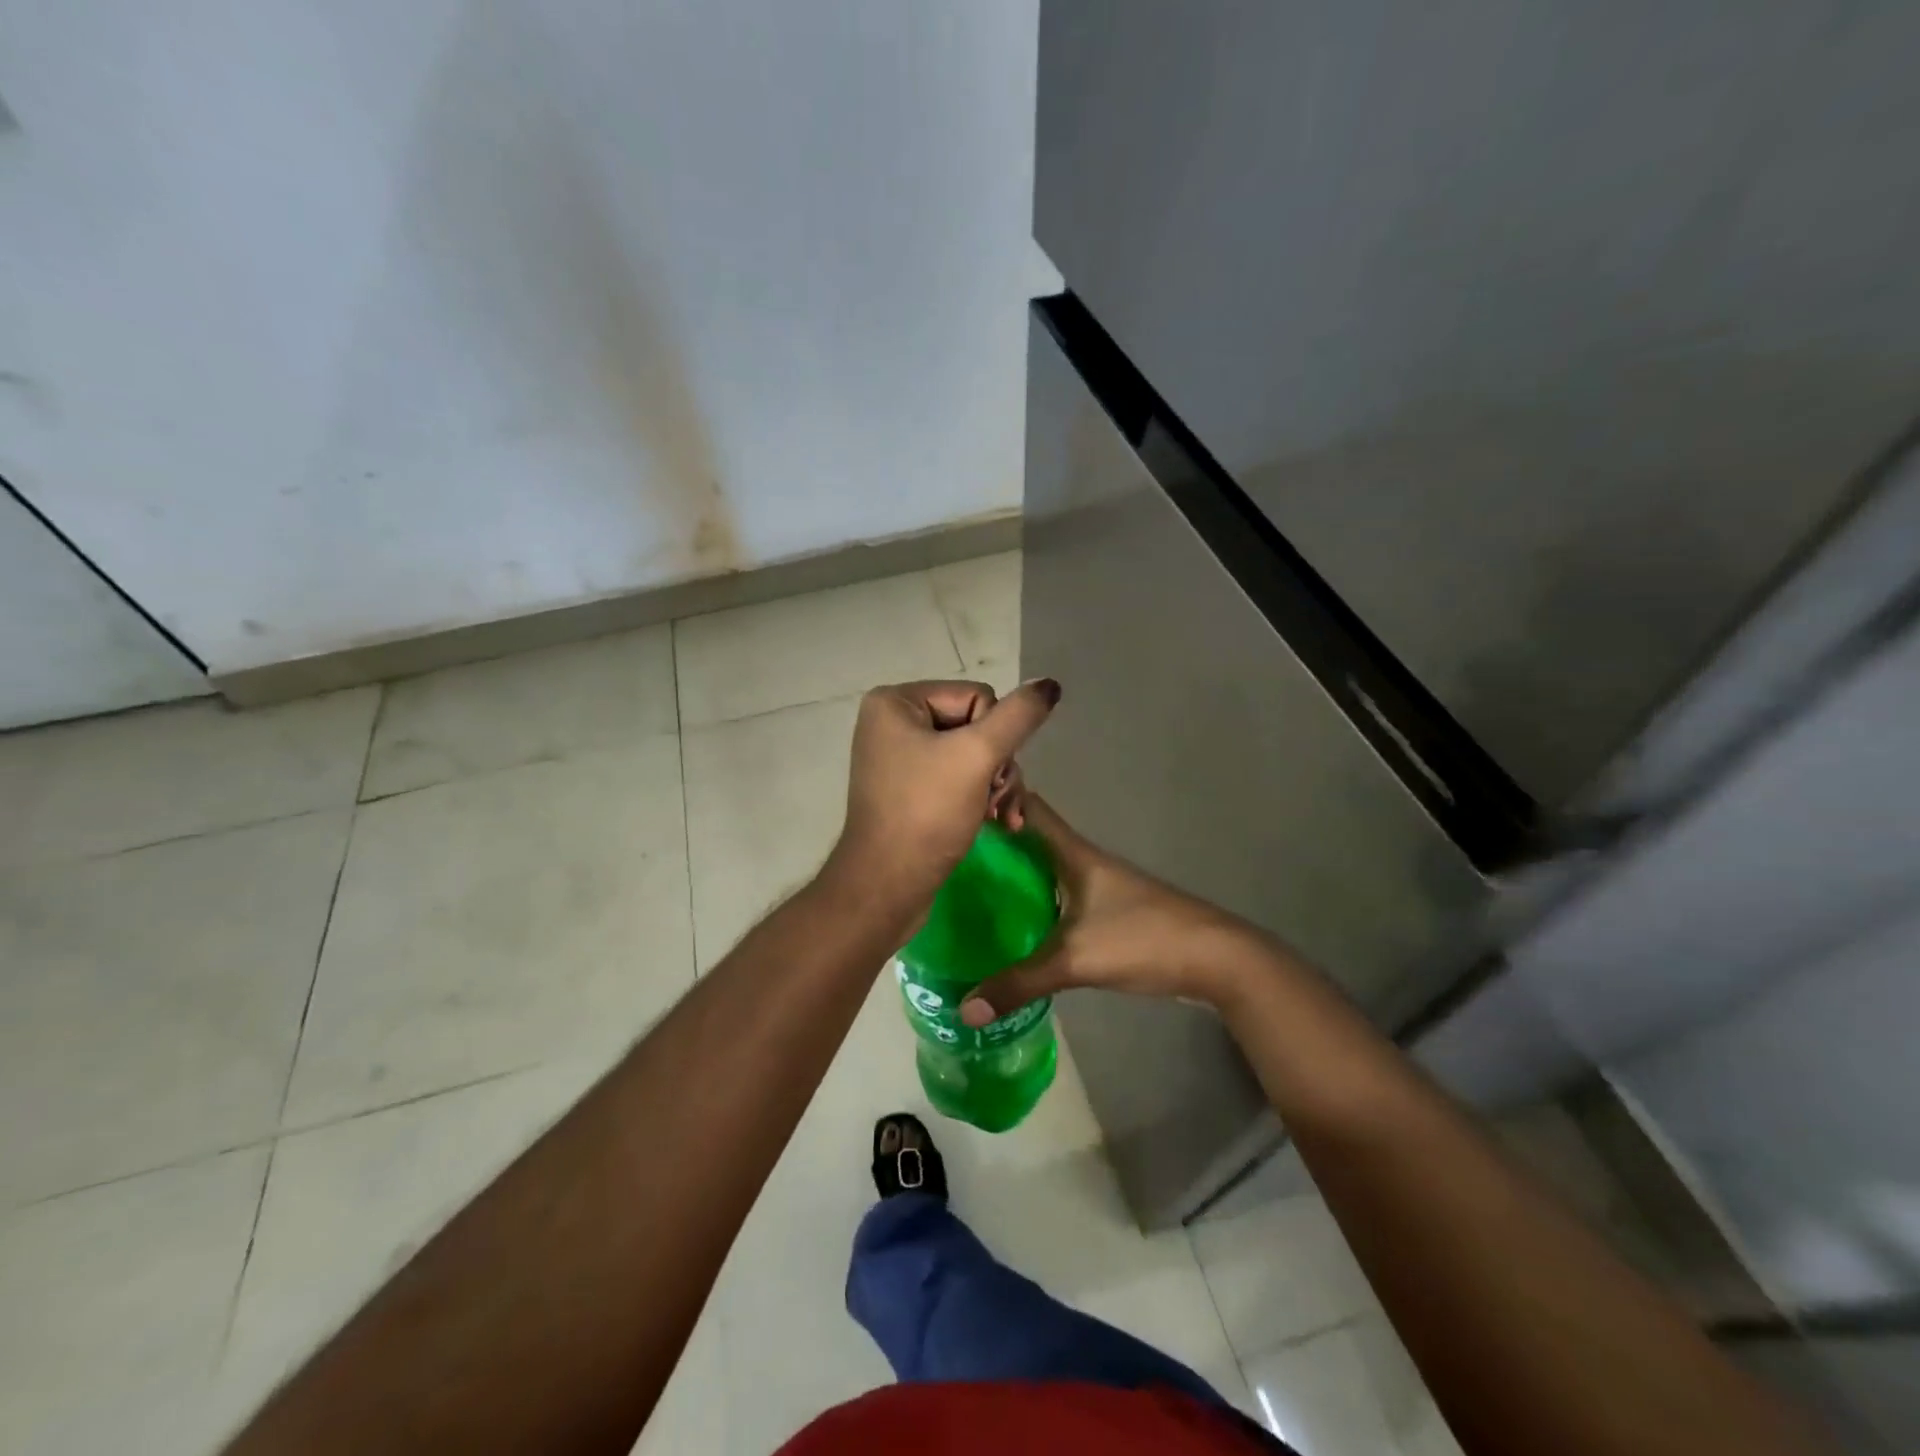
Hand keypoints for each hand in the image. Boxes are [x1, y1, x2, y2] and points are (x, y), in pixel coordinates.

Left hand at [826, 677, 1061, 917]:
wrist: (888, 888)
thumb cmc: (927, 815)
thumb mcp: (977, 757)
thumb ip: (1018, 716)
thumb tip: (1050, 683)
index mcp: (896, 702)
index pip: (977, 697)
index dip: (994, 736)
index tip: (986, 774)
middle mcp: (893, 723)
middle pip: (977, 726)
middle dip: (997, 766)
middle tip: (1000, 801)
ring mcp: (901, 758)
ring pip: (974, 755)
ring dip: (997, 786)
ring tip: (1004, 818)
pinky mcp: (910, 790)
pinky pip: (958, 778)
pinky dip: (981, 798)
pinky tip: (998, 823)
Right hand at [959, 795, 1275, 1025]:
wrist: (1216, 959)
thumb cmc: (1143, 938)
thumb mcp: (1076, 960)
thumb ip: (1020, 983)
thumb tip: (965, 1008)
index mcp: (1074, 854)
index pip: (1029, 808)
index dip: (995, 800)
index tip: (954, 811)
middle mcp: (1083, 862)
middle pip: (1031, 840)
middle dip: (994, 846)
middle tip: (949, 861)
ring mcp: (1098, 888)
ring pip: (1045, 871)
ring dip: (1013, 878)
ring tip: (969, 894)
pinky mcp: (1108, 913)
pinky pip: (1059, 899)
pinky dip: (1034, 906)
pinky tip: (1014, 930)